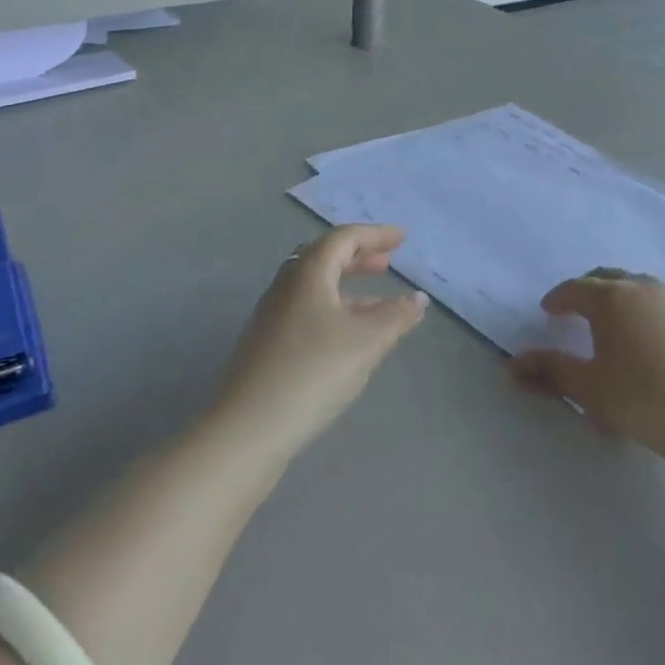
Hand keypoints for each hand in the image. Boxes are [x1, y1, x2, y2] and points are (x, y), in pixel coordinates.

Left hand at [215, 225, 425, 462]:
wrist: (247, 430)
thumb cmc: (312, 372)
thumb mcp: (366, 342)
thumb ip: (396, 315)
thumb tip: (418, 298)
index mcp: (307, 273)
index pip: (344, 238)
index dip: (376, 234)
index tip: (403, 238)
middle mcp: (286, 286)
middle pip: (325, 257)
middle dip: (360, 256)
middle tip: (388, 263)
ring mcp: (272, 316)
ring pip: (316, 287)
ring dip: (349, 286)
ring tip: (380, 303)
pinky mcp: (267, 344)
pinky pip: (308, 310)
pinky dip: (335, 310)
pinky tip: (351, 338)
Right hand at [508, 270, 664, 461]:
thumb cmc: (644, 400)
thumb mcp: (589, 389)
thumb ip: (550, 371)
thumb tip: (513, 363)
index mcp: (611, 299)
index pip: (575, 289)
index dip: (558, 298)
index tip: (549, 311)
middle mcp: (644, 289)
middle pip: (608, 278)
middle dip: (588, 290)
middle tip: (577, 310)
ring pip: (641, 289)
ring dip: (622, 299)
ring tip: (616, 324)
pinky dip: (651, 313)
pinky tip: (655, 341)